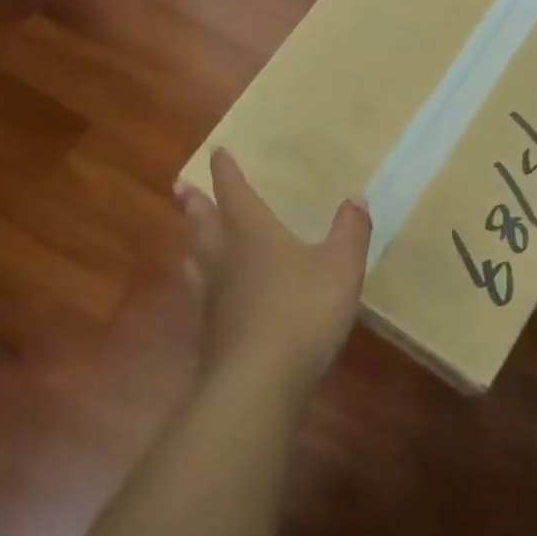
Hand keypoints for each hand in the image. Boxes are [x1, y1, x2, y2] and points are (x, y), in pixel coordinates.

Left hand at [177, 149, 371, 398]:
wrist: (258, 382)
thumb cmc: (302, 311)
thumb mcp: (341, 267)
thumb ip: (350, 232)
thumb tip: (356, 200)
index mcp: (254, 234)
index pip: (236, 194)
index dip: (227, 173)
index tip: (217, 153)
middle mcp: (227, 259)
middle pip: (206, 224)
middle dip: (197, 204)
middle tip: (180, 188)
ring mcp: (215, 298)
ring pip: (199, 261)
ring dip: (195, 244)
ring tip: (190, 240)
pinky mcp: (213, 333)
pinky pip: (204, 297)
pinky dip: (204, 286)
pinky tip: (210, 298)